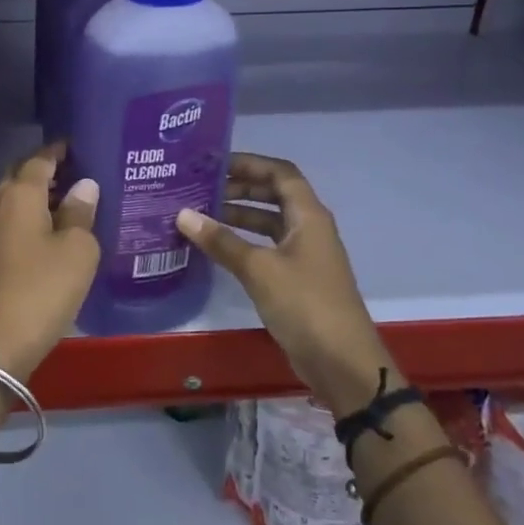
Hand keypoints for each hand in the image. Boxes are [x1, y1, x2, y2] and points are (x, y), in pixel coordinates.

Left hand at [0, 144, 99, 379]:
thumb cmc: (43, 288)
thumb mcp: (77, 249)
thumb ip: (80, 213)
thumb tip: (83, 185)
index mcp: (20, 194)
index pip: (40, 159)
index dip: (59, 150)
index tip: (80, 145)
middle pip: (22, 175)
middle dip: (48, 169)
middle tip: (80, 170)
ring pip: (16, 199)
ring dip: (40, 194)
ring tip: (73, 197)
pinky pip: (13, 221)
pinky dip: (33, 215)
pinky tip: (54, 229)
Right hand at [175, 152, 395, 413]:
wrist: (341, 361)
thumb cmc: (304, 304)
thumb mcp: (258, 269)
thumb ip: (221, 240)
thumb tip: (182, 214)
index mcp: (309, 216)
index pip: (280, 173)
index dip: (250, 163)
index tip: (214, 163)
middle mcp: (309, 228)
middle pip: (274, 195)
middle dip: (240, 187)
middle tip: (201, 187)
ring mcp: (304, 254)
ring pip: (269, 222)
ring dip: (239, 215)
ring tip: (201, 213)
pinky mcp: (296, 278)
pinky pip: (267, 247)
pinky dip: (244, 241)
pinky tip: (216, 247)